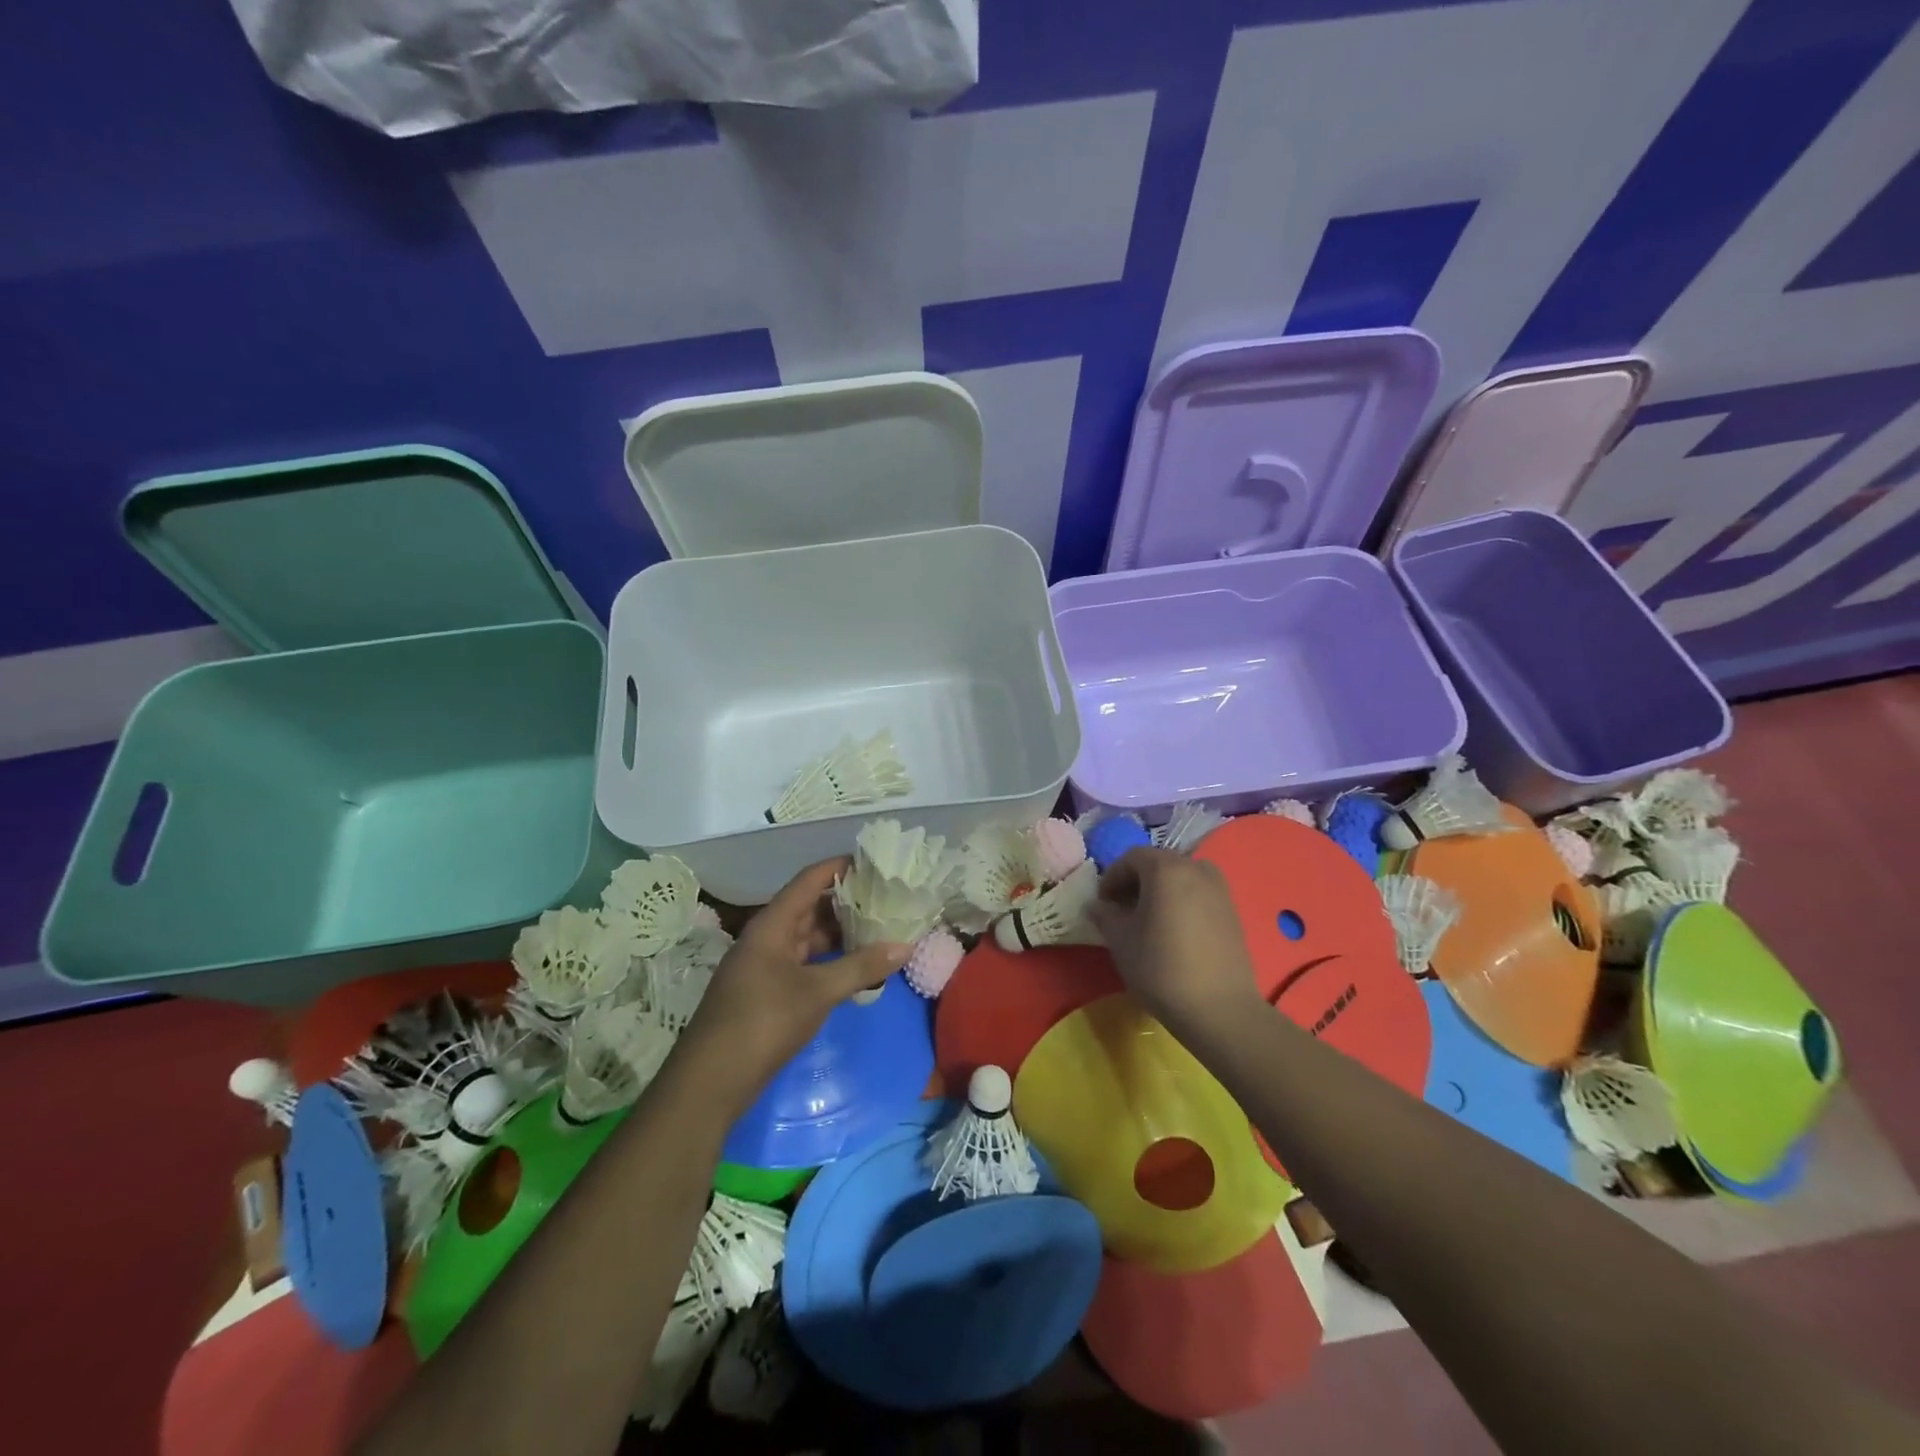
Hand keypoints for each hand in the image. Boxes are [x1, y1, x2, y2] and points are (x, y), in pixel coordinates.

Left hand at [674, 859, 911, 1115]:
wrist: (711, 1081)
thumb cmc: (763, 1022)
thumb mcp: (817, 992)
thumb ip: (861, 967)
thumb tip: (904, 946)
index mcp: (772, 924)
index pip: (809, 881)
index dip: (839, 867)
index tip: (873, 860)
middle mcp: (767, 938)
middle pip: (810, 908)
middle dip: (846, 902)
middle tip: (887, 898)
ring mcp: (766, 966)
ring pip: (809, 938)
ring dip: (840, 934)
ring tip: (880, 929)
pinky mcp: (768, 992)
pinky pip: (805, 964)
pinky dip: (831, 962)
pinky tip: (857, 968)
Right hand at [1086, 847, 1261, 1040]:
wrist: (1219, 1009)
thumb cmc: (1161, 968)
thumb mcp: (1120, 940)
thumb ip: (1105, 915)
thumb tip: (1097, 905)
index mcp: (1166, 868)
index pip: (1131, 857)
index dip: (1111, 877)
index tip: (1102, 904)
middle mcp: (1196, 869)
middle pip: (1158, 864)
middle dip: (1136, 883)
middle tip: (1122, 911)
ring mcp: (1220, 889)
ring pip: (1181, 879)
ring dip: (1160, 892)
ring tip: (1148, 922)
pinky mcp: (1233, 912)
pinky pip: (1199, 895)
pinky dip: (1182, 903)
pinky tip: (1174, 933)